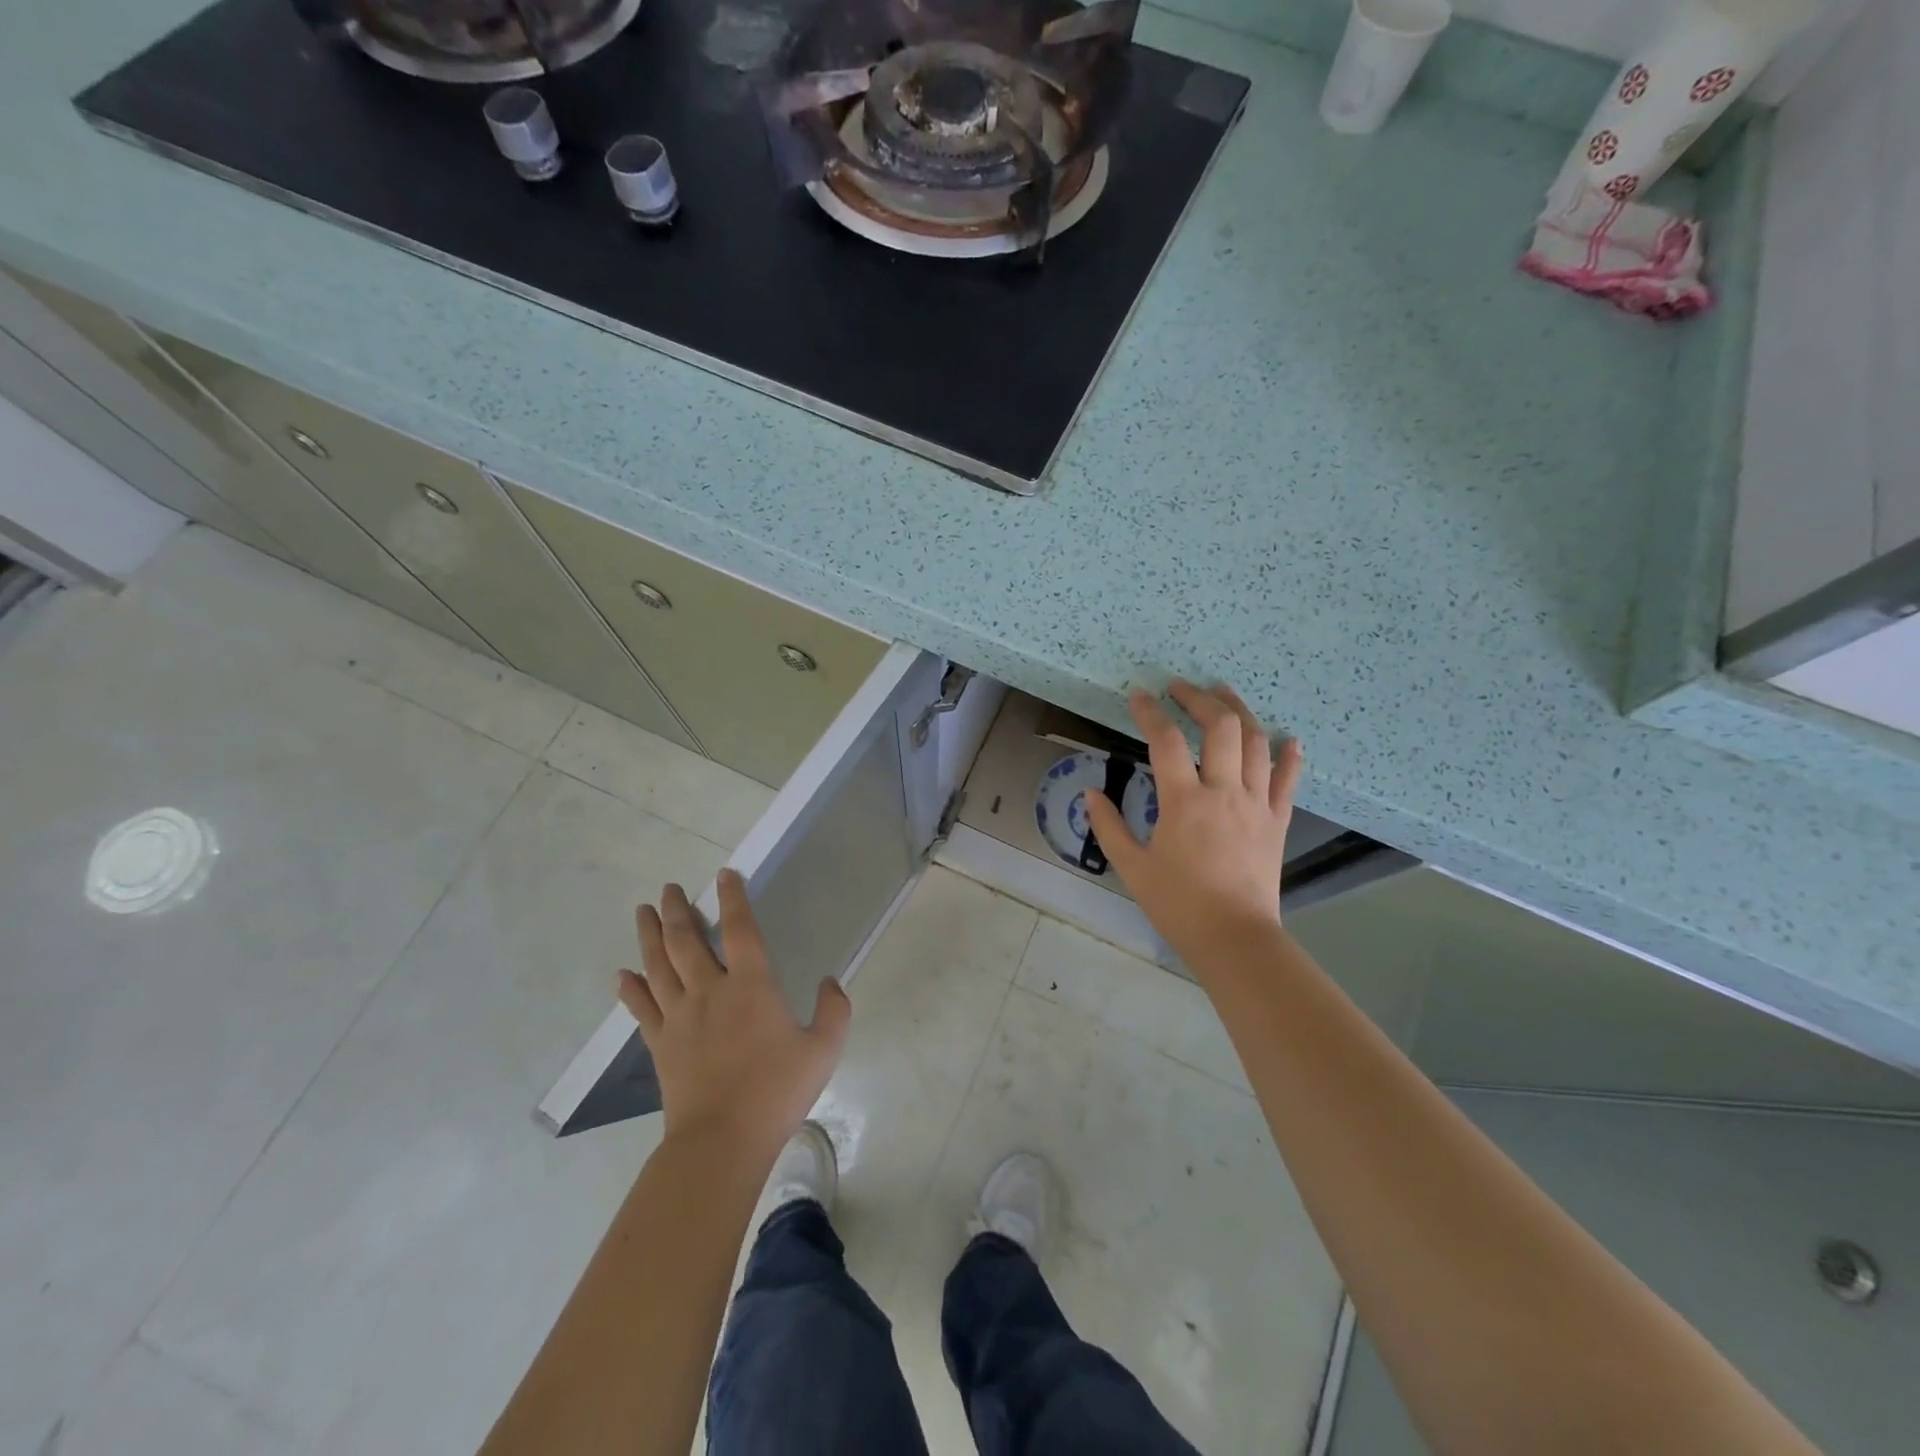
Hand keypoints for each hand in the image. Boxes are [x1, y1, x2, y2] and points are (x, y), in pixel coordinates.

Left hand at [617, 869, 850, 1156]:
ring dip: (649, 935)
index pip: (741, 929)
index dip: (734, 898)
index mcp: (750, 986)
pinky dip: (631, 988)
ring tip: (643, 910)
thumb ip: (834, 1011)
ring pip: (659, 965)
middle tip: (669, 889)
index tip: (725, 875)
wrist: (721, 1141)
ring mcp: (679, 1016)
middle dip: (677, 910)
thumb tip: (830, 982)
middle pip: (686, 940)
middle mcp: (710, 990)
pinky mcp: (660, 1043)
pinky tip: (623, 974)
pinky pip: (642, 1007)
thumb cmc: (776, 1092)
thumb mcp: (823, 1050)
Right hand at [1084, 680, 1302, 969]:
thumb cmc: (1179, 905)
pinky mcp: (1277, 821)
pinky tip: (1288, 739)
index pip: (1166, 741)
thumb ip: (1108, 826)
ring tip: (1223, 693)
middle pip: (1220, 727)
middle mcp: (1225, 792)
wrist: (1235, 939)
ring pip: (1256, 743)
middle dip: (1199, 698)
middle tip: (1180, 687)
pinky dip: (1289, 756)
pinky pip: (1288, 780)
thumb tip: (1090, 792)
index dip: (1150, 713)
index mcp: (1184, 802)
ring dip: (1239, 711)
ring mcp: (1257, 804)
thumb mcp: (1132, 867)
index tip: (1138, 695)